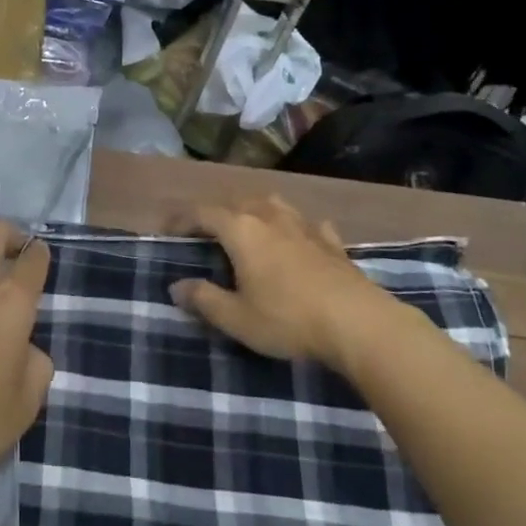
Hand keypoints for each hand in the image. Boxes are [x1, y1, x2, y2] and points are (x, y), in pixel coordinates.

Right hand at [170, 196, 385, 366]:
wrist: (359, 324)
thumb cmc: (288, 319)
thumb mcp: (237, 318)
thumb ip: (204, 299)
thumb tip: (176, 286)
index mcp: (241, 230)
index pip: (202, 213)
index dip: (182, 219)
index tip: (167, 230)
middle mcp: (270, 217)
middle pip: (237, 202)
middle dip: (217, 212)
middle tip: (205, 231)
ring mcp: (305, 226)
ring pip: (273, 204)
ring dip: (255, 210)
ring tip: (249, 225)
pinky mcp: (332, 242)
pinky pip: (308, 224)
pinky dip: (296, 227)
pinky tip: (300, 237)